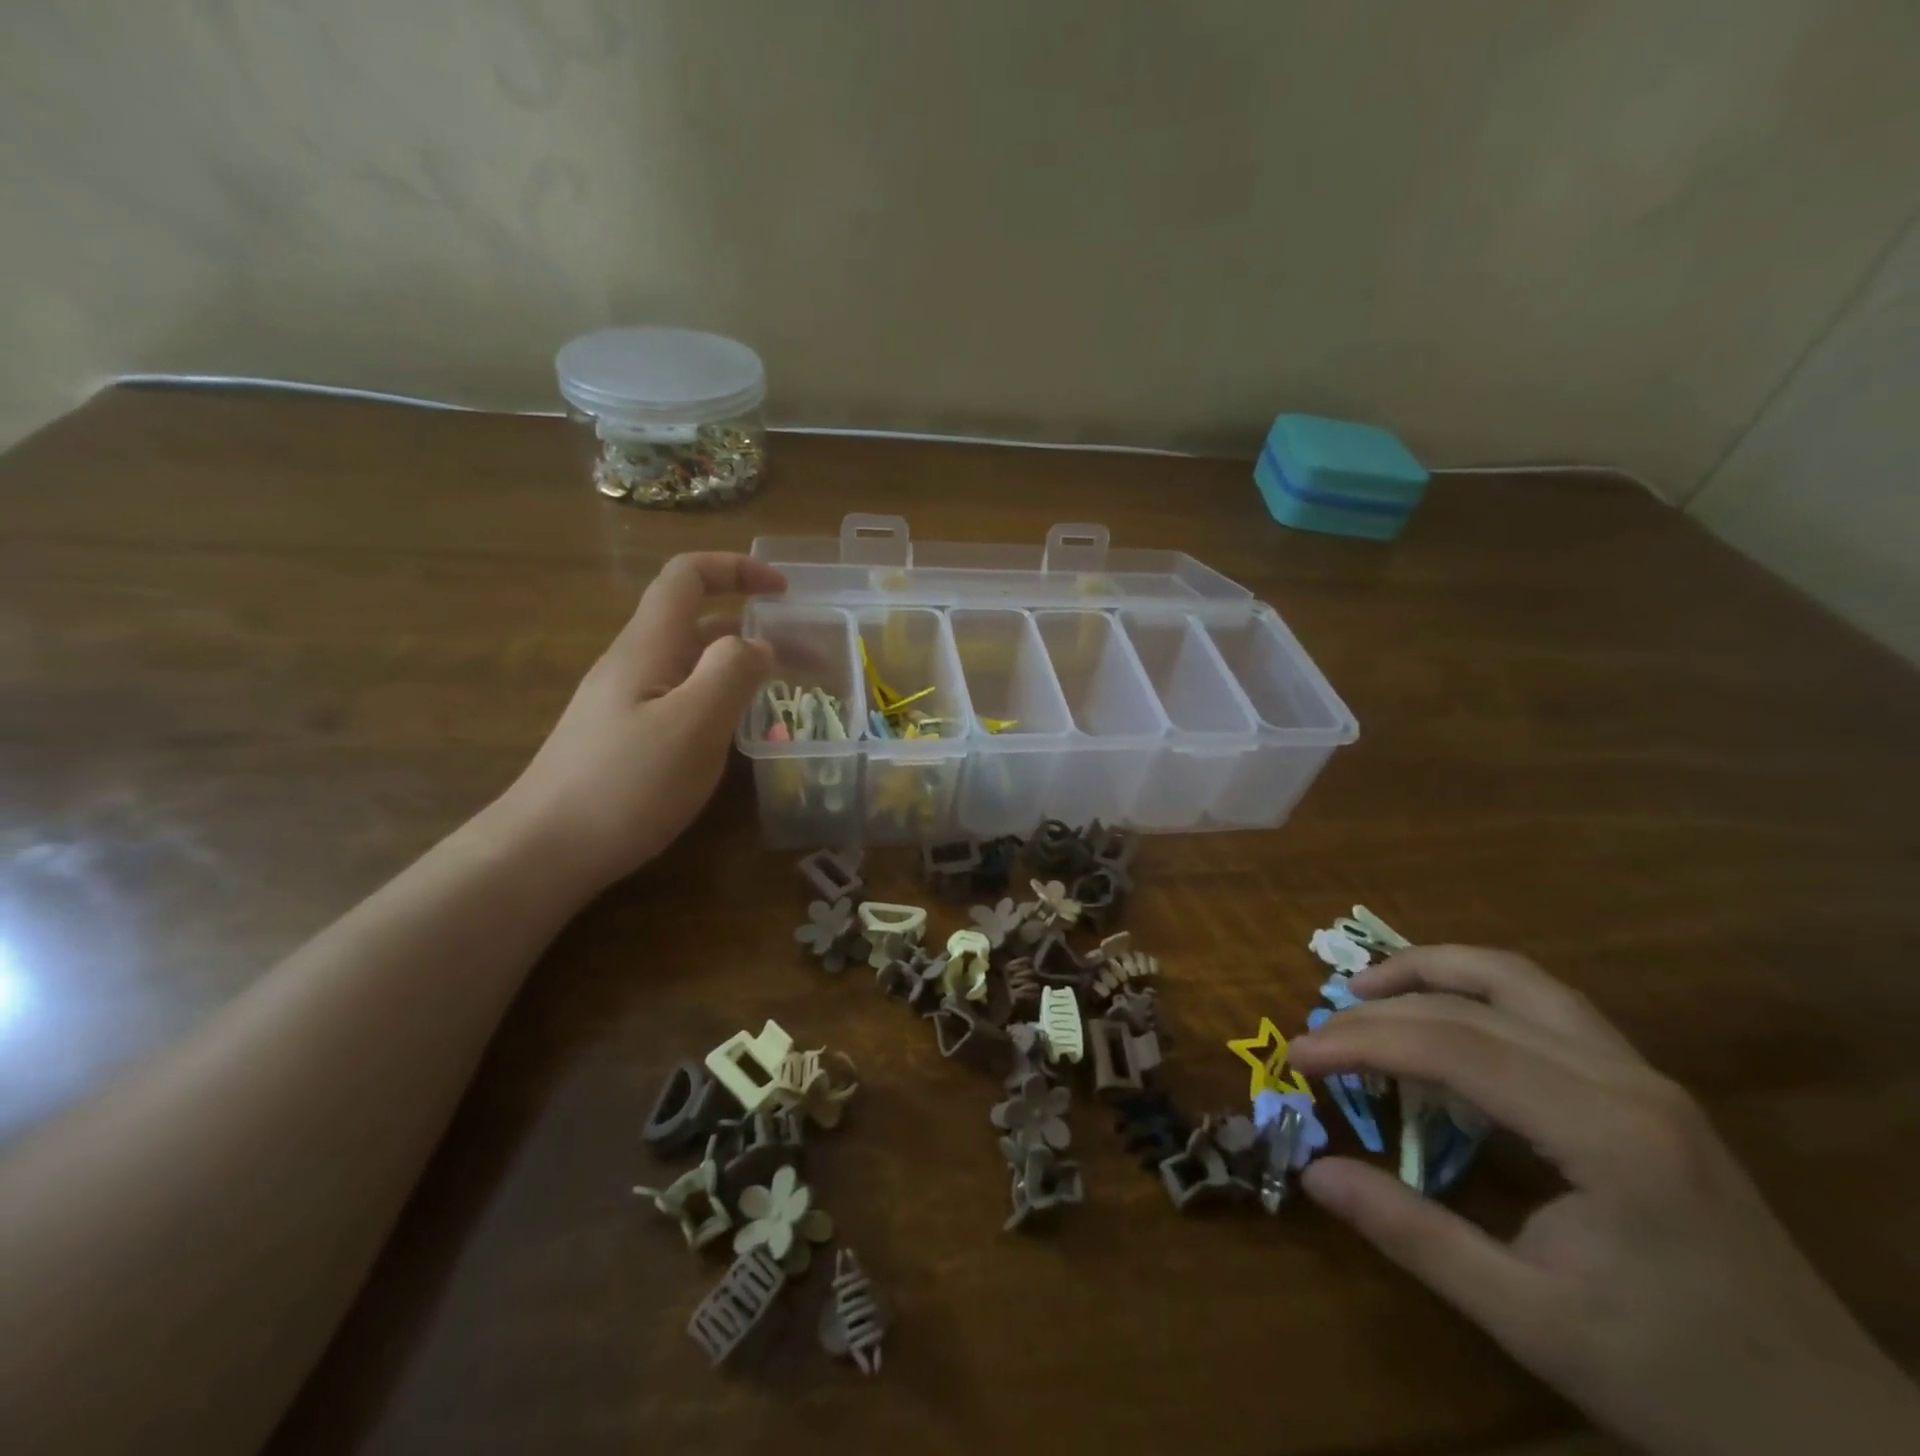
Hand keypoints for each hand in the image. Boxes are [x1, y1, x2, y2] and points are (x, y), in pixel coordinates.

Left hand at [496, 552, 785, 889]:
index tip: (785, 592)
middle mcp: (636, 663)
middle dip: (757, 629)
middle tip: (810, 661)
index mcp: (648, 647)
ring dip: (743, 667)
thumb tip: (759, 643)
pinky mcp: (626, 736)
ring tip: (787, 695)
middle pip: (699, 622)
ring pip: (693, 664)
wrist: (544, 851)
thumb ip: (731, 673)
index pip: (688, 577)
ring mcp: (627, 702)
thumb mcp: (692, 725)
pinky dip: (722, 699)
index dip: (736, 569)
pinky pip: (683, 698)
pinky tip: (739, 733)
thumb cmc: (624, 786)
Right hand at [1290, 946, 1919, 1455]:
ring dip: (1433, 972)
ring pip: (1519, 980)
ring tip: (1367, 990)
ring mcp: (1646, 1077)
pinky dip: (1475, 994)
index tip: (1298, 1056)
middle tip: (1319, 1032)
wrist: (1842, 1439)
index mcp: (1607, 1134)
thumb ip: (1414, 1234)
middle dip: (1383, 1008)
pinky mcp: (1648, 1089)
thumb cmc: (1681, 1384)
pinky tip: (1442, 1020)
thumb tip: (1314, 1173)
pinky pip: (1545, 1007)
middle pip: (1478, 1002)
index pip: (1454, 1047)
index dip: (1362, 1042)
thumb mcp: (1530, 1320)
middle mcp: (1628, 1080)